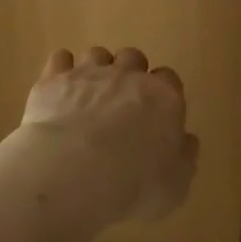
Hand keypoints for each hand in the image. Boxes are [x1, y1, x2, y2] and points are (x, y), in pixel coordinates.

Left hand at [22, 46, 198, 222]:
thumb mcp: (174, 187)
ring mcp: (88, 73)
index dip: (162, 95)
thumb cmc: (132, 185)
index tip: (156, 115)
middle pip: (133, 58)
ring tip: (88, 97)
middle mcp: (127, 75)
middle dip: (129, 75)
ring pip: (97, 54)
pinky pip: (60, 58)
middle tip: (121, 104)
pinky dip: (61, 69)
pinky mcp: (54, 79)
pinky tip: (58, 89)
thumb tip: (186, 141)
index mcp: (163, 97)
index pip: (169, 80)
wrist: (71, 173)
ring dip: (96, 70)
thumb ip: (184, 159)